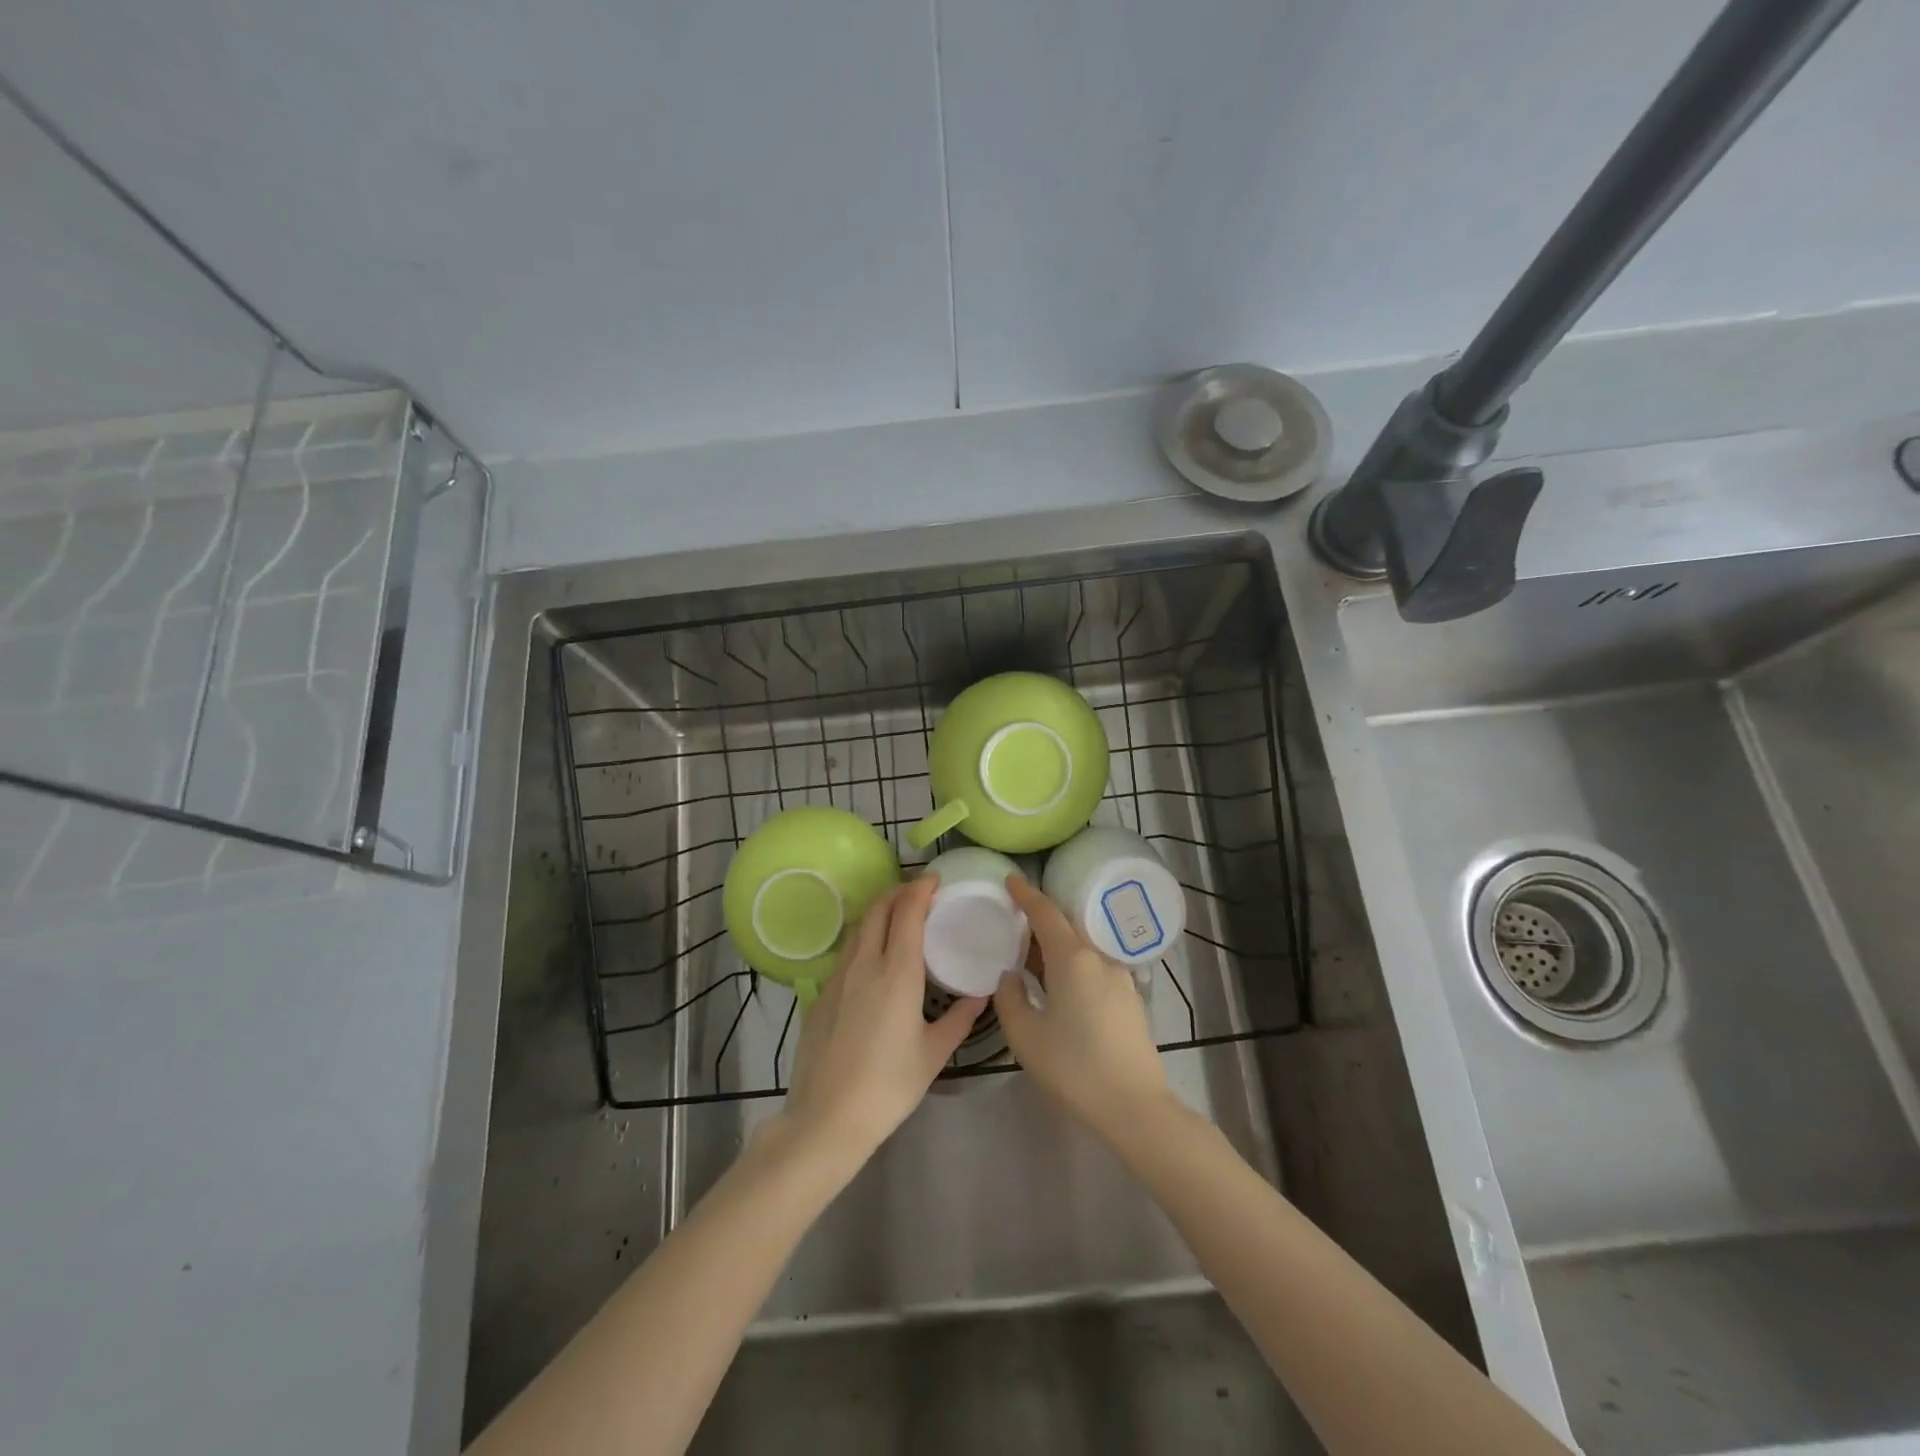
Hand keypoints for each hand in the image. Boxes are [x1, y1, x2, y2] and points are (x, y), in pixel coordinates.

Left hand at [778, 877, 984, 1169]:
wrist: (826, 1117)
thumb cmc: (888, 1086)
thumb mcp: (933, 1054)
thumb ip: (959, 1019)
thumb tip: (980, 995)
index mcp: (897, 974)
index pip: (906, 913)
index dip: (920, 890)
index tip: (935, 881)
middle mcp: (865, 965)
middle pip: (878, 910)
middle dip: (898, 892)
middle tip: (920, 892)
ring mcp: (838, 977)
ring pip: (859, 927)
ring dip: (879, 911)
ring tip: (899, 915)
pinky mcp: (821, 993)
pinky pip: (847, 950)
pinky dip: (865, 936)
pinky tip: (875, 955)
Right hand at [995, 875, 1171, 1143]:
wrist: (1135, 1106)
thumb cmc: (1074, 1068)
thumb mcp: (1026, 1035)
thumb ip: (1010, 998)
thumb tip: (1009, 976)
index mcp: (1073, 959)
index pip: (1046, 913)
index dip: (1026, 894)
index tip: (1011, 879)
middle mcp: (1099, 958)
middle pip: (1066, 926)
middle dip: (1040, 919)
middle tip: (1014, 921)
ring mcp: (1119, 977)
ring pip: (1081, 947)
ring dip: (1056, 945)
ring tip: (1031, 956)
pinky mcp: (1129, 998)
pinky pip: (1094, 966)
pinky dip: (1072, 964)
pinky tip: (1058, 985)